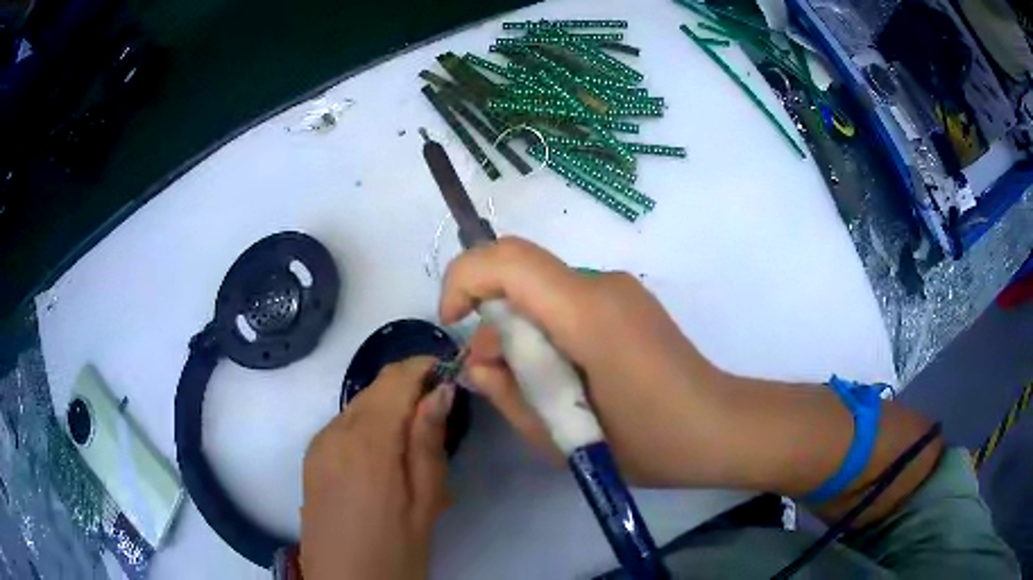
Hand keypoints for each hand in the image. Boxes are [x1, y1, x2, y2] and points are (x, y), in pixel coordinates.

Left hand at [300, 357, 453, 579]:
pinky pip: (344, 423)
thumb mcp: (425, 501)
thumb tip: (441, 390)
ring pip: (360, 403)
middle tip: (442, 414)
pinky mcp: (312, 457)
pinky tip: (385, 455)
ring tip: (416, 438)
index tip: (453, 376)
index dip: (425, 367)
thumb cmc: (396, 550)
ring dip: (390, 406)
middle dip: (410, 387)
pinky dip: (369, 423)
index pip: (396, 378)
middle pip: (376, 387)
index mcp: (367, 441)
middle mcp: (335, 431)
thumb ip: (428, 442)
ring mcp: (318, 443)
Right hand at [440, 237, 727, 486]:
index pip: (507, 260)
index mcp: (587, 313)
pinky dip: (547, 333)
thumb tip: (479, 363)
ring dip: (522, 333)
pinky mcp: (627, 301)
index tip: (454, 323)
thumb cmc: (647, 444)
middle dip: (494, 322)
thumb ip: (508, 393)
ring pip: (542, 292)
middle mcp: (602, 284)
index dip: (464, 279)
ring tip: (540, 390)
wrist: (717, 429)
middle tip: (499, 380)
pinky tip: (566, 377)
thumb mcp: (561, 437)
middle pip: (522, 275)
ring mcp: (618, 289)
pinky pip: (566, 303)